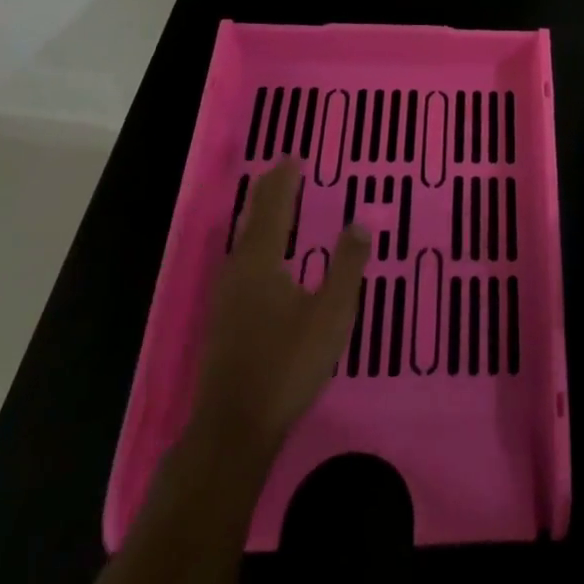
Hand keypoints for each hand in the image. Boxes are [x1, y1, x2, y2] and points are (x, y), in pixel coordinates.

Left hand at [185, 160, 370, 469]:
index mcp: (261, 261)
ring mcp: (225, 295)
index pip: (272, 207)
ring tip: (273, 202)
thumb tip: (360, 222)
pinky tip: (261, 257)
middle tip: (282, 170)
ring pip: (242, 240)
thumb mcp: (331, 314)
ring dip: (259, 215)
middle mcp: (237, 269)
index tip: (292, 156)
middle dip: (267, 191)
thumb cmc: (287, 365)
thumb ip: (347, 266)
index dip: (283, 180)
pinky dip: (254, 240)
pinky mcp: (222, 318)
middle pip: (251, 218)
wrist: (234, 426)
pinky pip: (240, 259)